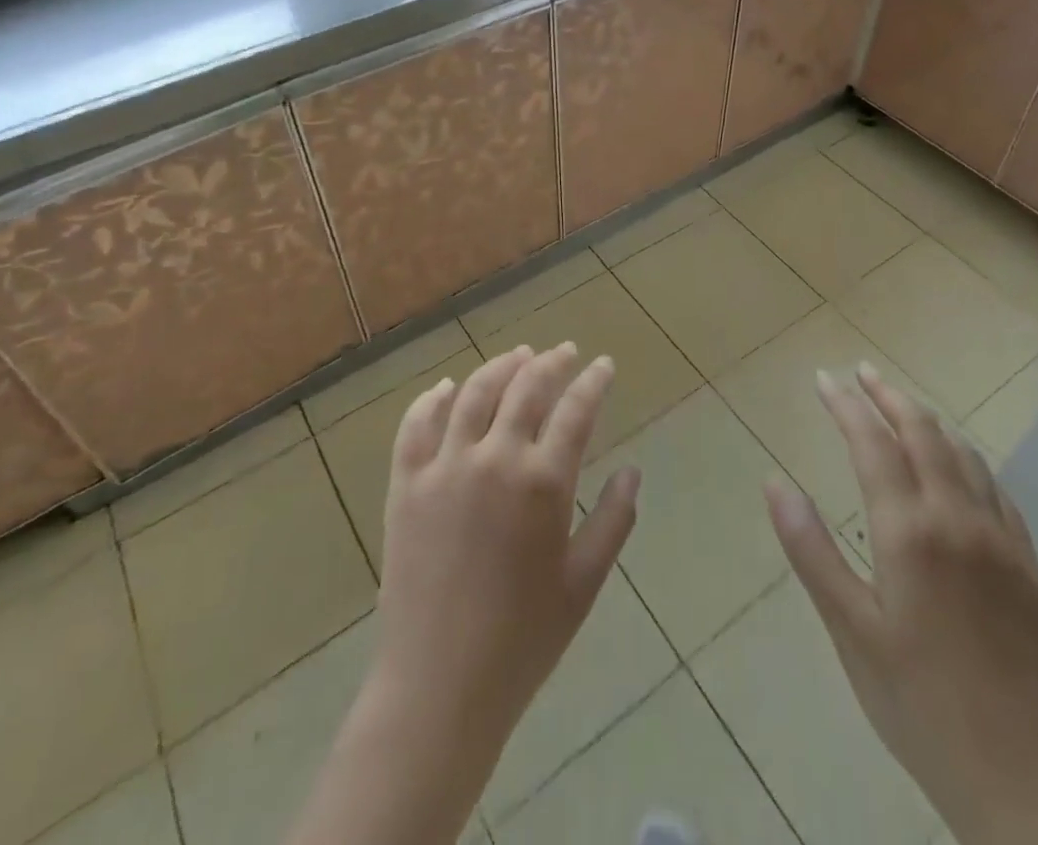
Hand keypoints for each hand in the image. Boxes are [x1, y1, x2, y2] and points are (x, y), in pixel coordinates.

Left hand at [372, 342, 640, 753]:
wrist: (439, 686)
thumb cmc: (523, 639)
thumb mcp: (584, 583)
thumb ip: (614, 520)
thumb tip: (631, 470)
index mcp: (543, 482)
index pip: (575, 410)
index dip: (593, 382)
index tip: (604, 365)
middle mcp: (494, 458)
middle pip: (525, 388)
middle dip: (550, 363)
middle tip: (564, 351)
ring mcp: (444, 467)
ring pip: (474, 393)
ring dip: (500, 367)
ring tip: (518, 356)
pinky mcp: (406, 484)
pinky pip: (416, 425)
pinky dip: (434, 399)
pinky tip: (448, 387)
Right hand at [765, 362, 1037, 844]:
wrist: (1019, 776)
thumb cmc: (915, 700)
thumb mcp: (848, 627)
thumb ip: (810, 548)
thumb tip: (773, 483)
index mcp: (908, 531)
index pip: (872, 443)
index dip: (845, 405)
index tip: (823, 379)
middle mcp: (957, 519)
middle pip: (922, 433)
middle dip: (888, 396)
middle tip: (861, 372)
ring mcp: (999, 539)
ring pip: (963, 454)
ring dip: (927, 420)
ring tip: (901, 406)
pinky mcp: (1027, 564)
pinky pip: (995, 489)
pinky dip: (966, 458)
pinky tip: (956, 464)